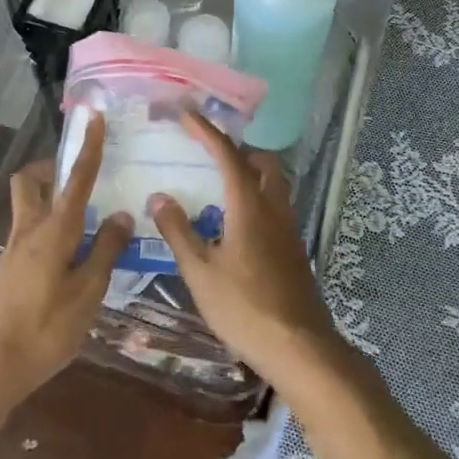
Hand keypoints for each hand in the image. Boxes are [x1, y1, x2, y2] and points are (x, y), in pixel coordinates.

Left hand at [0, 113, 133, 418]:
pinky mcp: (3, 277)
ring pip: (28, 211)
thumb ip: (104, 253)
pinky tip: (66, 268)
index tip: (94, 116)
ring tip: (84, 229)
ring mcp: (11, 254)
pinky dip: (47, 237)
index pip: (76, 179)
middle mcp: (28, 233)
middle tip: (76, 177)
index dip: (88, 147)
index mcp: (54, 231)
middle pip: (30, 183)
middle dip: (50, 169)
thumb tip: (122, 215)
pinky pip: (27, 239)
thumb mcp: (86, 296)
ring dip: (50, 204)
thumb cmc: (41, 332)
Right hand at [147, 113, 344, 385]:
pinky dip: (256, 199)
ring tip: (218, 187)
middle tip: (209, 155)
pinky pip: (275, 206)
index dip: (205, 130)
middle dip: (237, 149)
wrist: (299, 346)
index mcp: (249, 204)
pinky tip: (235, 225)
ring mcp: (288, 228)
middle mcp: (273, 206)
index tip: (186, 112)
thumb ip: (179, 231)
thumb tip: (158, 196)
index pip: (226, 154)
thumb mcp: (200, 272)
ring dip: (249, 174)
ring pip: (273, 183)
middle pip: (262, 161)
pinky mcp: (293, 248)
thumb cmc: (244, 307)